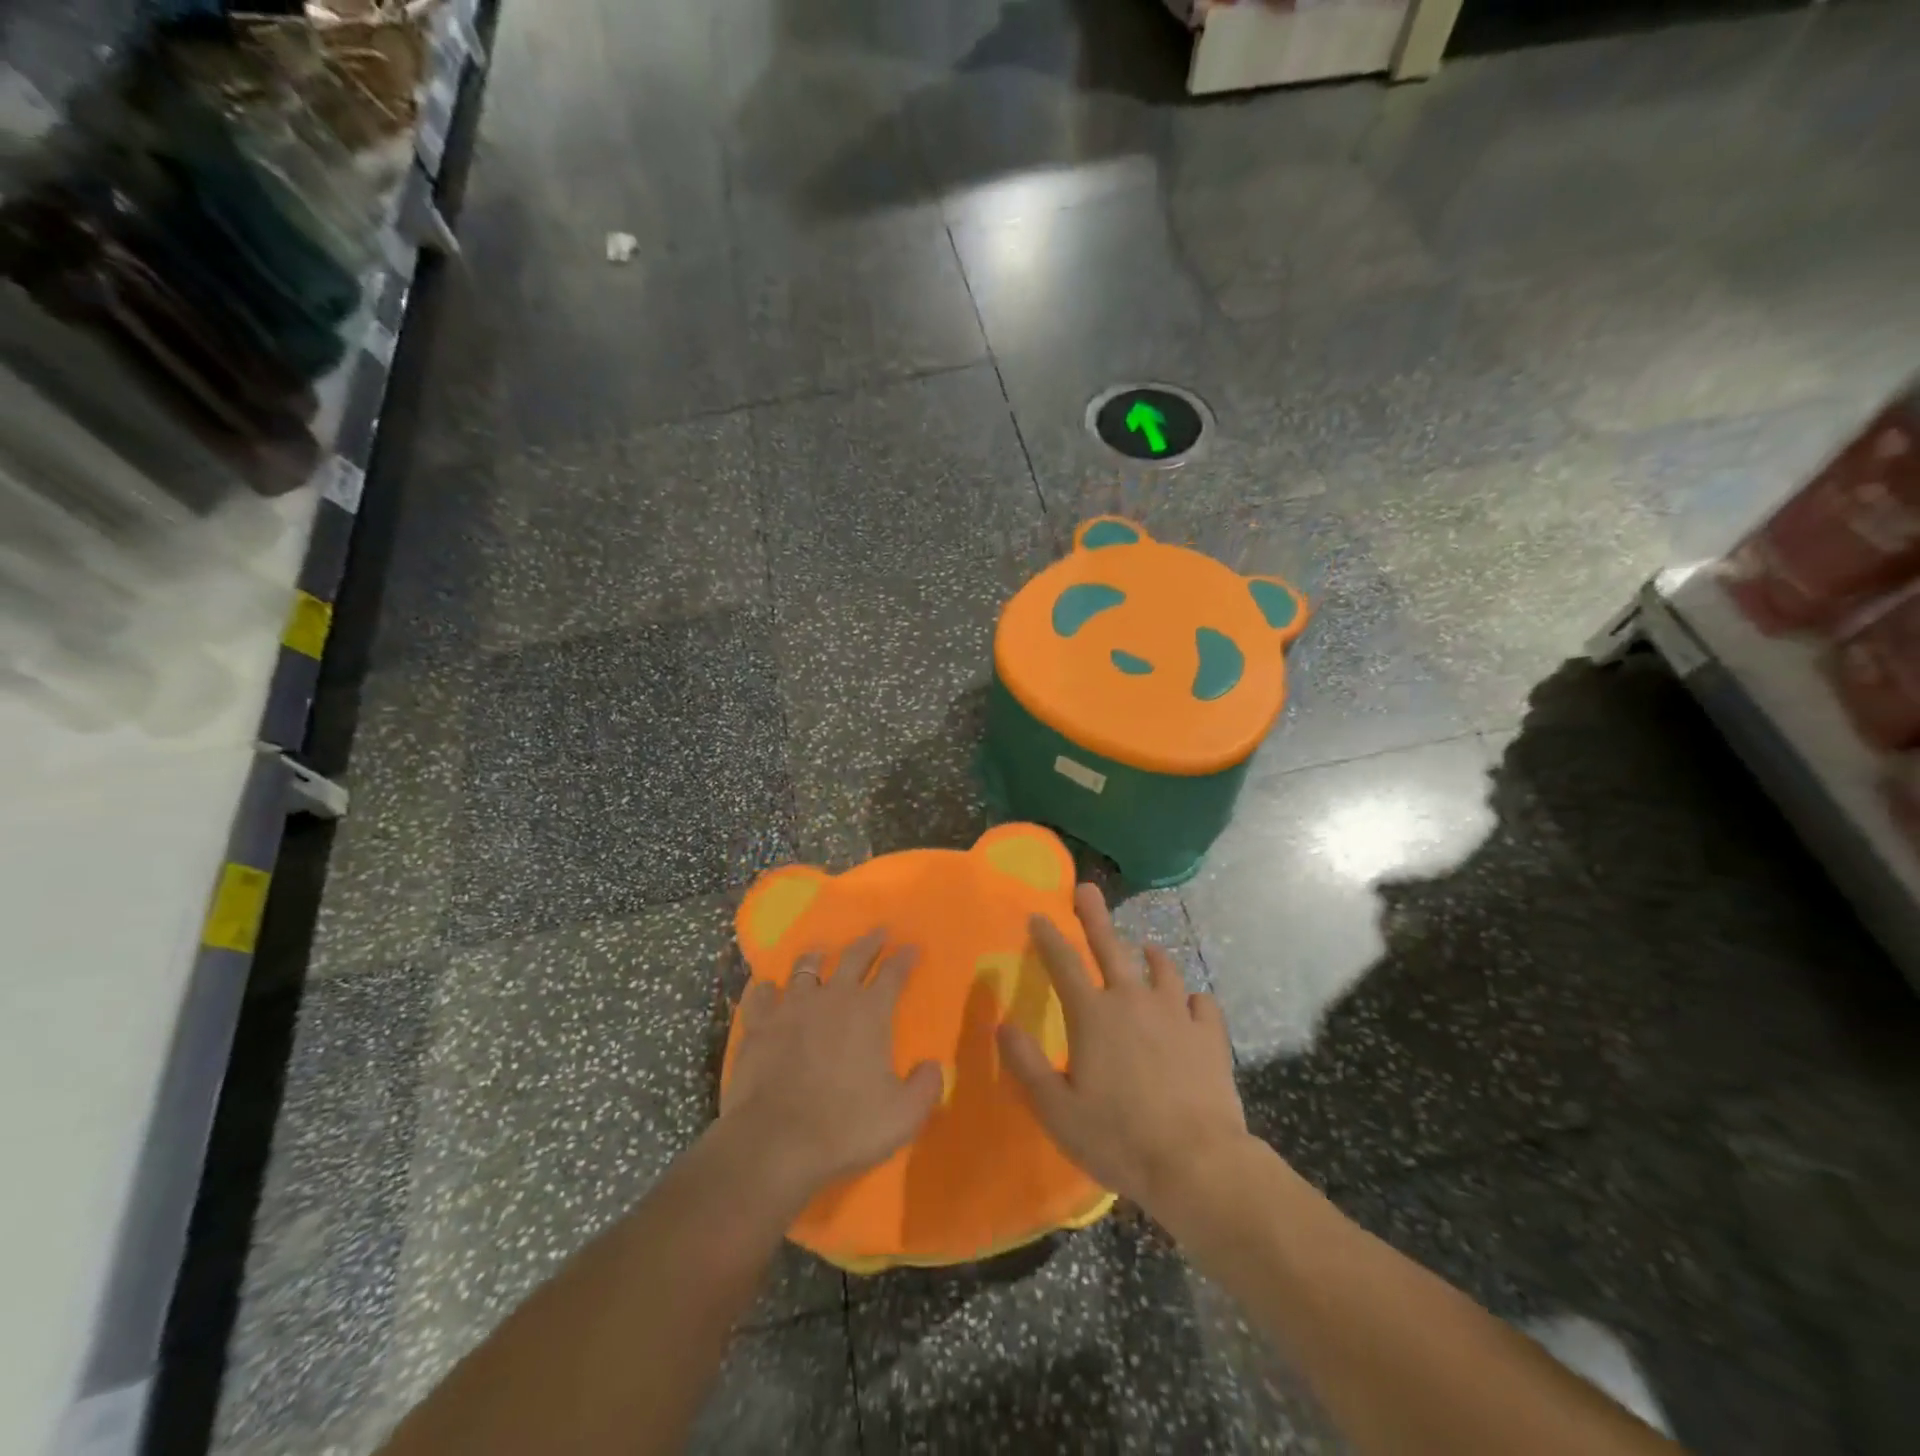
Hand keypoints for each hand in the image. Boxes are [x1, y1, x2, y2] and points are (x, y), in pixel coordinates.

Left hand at [720, 929, 943, 1201]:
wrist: (775, 1141)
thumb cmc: (846, 1126)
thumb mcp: (903, 1115)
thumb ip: (925, 1086)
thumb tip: (934, 1066)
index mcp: (870, 1012)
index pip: (894, 973)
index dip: (905, 958)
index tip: (912, 947)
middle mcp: (833, 997)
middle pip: (854, 957)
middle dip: (870, 942)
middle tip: (879, 931)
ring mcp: (792, 1007)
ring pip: (806, 968)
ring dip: (817, 958)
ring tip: (821, 952)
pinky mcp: (759, 1024)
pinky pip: (762, 995)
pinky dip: (768, 989)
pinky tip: (768, 989)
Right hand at [998, 885, 1247, 1221]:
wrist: (1196, 1163)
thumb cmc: (1117, 1137)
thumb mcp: (1056, 1109)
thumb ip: (1026, 1064)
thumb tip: (1002, 1025)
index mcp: (1093, 1015)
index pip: (1063, 963)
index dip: (1048, 937)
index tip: (1038, 915)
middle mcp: (1133, 1001)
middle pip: (1110, 947)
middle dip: (1094, 916)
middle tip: (1087, 889)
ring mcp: (1176, 1014)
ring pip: (1162, 969)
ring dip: (1150, 955)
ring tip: (1146, 948)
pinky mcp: (1209, 1035)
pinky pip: (1201, 1003)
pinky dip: (1192, 999)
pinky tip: (1191, 1005)